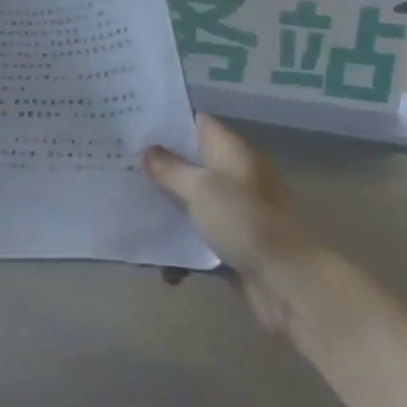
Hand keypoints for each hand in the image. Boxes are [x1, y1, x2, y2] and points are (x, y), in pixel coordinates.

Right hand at [146, 113, 310, 334]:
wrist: (288, 283)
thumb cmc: (243, 222)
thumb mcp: (200, 189)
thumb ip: (171, 169)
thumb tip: (149, 150)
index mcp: (232, 153)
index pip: (197, 124)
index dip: (166, 122)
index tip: (132, 124)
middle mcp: (235, 177)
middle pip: (190, 164)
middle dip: (158, 169)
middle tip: (118, 167)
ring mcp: (235, 212)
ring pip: (191, 203)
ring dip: (167, 212)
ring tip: (131, 214)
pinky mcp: (234, 245)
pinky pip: (199, 240)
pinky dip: (182, 250)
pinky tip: (163, 265)